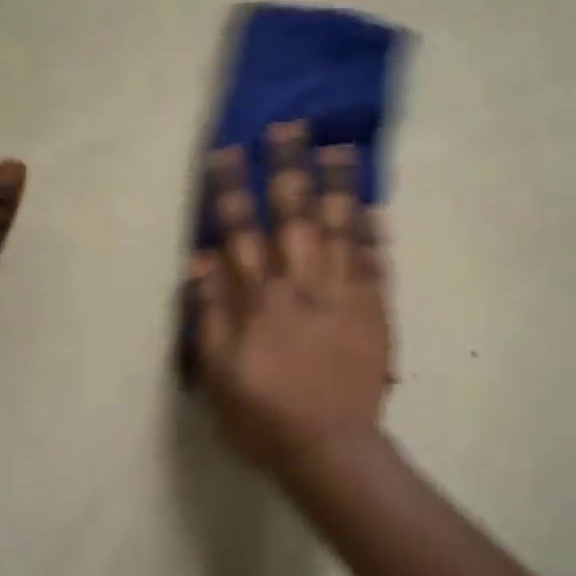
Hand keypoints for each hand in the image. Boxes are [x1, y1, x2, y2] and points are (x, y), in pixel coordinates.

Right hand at [189, 121, 392, 474]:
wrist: (330, 449)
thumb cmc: (263, 415)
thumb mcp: (217, 373)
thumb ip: (209, 314)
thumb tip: (200, 261)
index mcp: (260, 298)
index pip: (240, 230)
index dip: (231, 188)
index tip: (227, 149)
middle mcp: (301, 283)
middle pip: (293, 215)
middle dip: (288, 167)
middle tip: (289, 125)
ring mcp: (342, 293)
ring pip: (338, 228)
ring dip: (337, 186)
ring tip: (338, 147)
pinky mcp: (373, 309)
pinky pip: (374, 262)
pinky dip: (373, 233)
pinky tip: (374, 205)